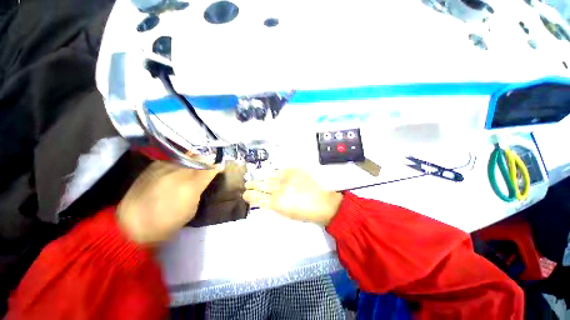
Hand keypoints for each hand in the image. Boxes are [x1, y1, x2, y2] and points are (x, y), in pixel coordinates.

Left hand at [117, 160, 219, 244]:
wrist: (131, 225)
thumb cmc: (167, 223)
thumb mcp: (191, 209)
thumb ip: (199, 191)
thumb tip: (203, 180)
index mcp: (192, 185)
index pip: (210, 169)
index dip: (217, 166)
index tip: (220, 167)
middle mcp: (179, 172)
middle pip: (199, 158)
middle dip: (207, 160)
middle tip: (209, 164)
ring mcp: (164, 167)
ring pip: (186, 156)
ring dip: (194, 159)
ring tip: (196, 163)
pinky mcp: (152, 167)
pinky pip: (172, 159)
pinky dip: (180, 161)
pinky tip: (179, 167)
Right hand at [243, 169, 342, 225]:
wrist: (323, 202)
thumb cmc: (305, 213)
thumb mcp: (286, 214)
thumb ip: (273, 205)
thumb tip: (264, 199)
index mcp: (278, 204)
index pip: (258, 198)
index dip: (250, 195)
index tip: (245, 194)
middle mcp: (280, 189)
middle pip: (262, 185)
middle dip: (253, 184)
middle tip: (247, 184)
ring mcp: (288, 178)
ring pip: (270, 176)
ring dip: (262, 177)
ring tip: (256, 177)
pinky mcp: (295, 170)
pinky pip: (281, 170)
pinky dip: (275, 173)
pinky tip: (272, 174)